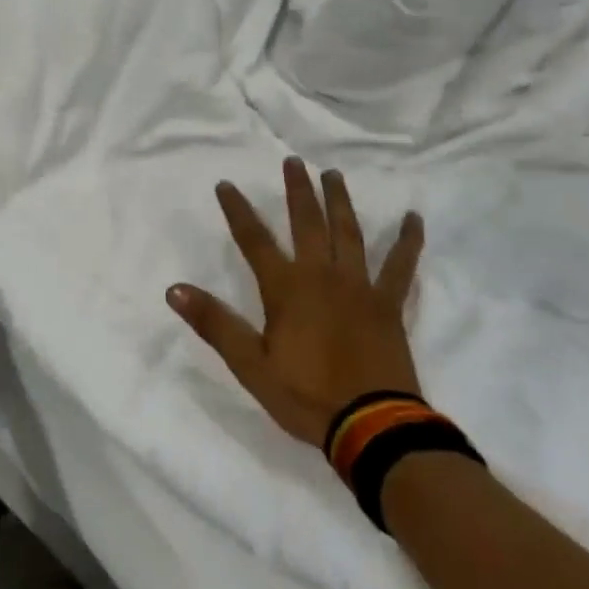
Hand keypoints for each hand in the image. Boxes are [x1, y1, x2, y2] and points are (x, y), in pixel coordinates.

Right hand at [168, 158, 424, 448]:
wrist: (372, 426)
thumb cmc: (305, 396)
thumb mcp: (250, 365)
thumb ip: (214, 323)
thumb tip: (174, 289)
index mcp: (286, 289)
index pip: (254, 240)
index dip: (237, 211)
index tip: (226, 184)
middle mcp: (321, 275)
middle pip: (306, 223)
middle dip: (297, 191)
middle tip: (293, 161)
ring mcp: (359, 286)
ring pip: (348, 233)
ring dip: (339, 201)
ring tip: (334, 175)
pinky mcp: (388, 304)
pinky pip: (400, 266)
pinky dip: (408, 241)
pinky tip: (413, 218)